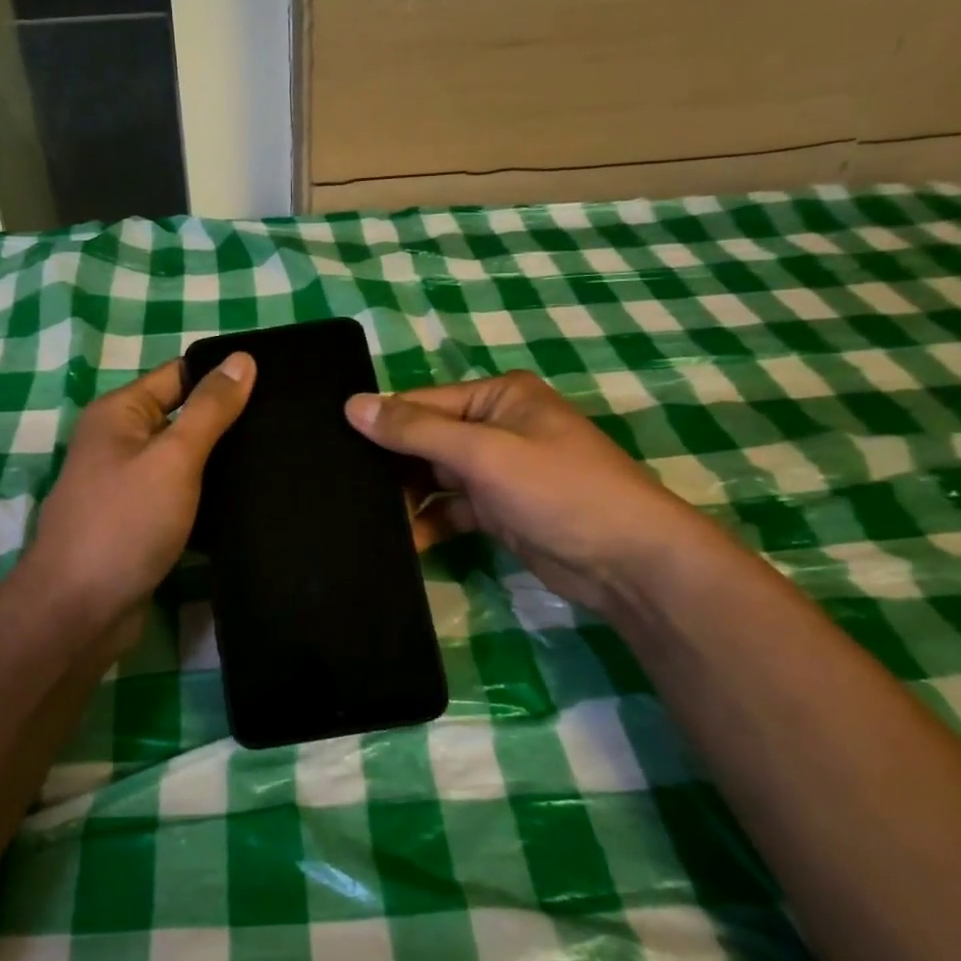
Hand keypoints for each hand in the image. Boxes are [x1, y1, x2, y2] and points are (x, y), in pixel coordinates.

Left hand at [20, 354, 255, 643]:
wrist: (79, 612)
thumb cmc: (125, 523)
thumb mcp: (173, 457)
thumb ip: (210, 409)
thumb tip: (243, 358)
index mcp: (119, 413)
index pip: (179, 375)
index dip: (223, 376)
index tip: (276, 384)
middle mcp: (119, 443)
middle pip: (182, 418)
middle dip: (228, 422)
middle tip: (286, 425)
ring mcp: (127, 486)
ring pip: (185, 462)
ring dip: (221, 464)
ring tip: (279, 460)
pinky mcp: (139, 524)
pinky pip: (180, 498)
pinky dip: (208, 499)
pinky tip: (250, 502)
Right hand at [346, 370, 728, 612]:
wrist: (628, 562)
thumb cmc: (558, 490)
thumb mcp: (484, 453)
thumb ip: (416, 430)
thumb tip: (352, 404)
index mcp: (497, 398)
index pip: (422, 403)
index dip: (380, 423)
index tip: (332, 447)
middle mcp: (496, 427)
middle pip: (426, 439)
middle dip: (391, 465)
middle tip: (343, 489)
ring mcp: (499, 470)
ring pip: (435, 476)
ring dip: (406, 498)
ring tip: (368, 519)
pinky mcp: (499, 509)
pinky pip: (450, 508)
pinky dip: (429, 523)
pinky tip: (404, 542)